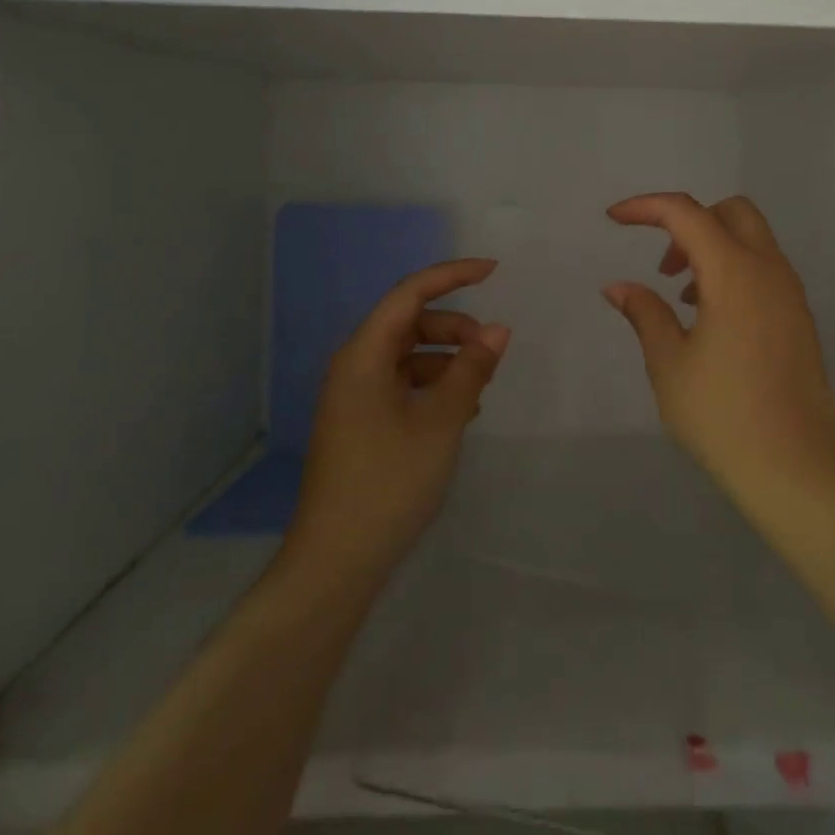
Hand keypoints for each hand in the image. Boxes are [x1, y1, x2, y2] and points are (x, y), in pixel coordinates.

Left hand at [285, 258, 509, 584]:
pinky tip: (459, 413)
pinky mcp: (361, 422)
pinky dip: (433, 385)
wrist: (336, 562)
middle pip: (410, 323)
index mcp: (364, 355)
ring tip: (480, 388)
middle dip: (455, 328)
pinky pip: (402, 384)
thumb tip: (498, 330)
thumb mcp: (441, 422)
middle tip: (492, 352)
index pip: (410, 293)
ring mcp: (355, 396)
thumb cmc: (389, 482)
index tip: (494, 271)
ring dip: (447, 360)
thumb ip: (471, 370)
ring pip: (409, 355)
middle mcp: (355, 366)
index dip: (452, 275)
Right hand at [601, 194, 834, 501]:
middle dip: (689, 222)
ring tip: (682, 298)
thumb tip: (618, 287)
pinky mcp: (798, 317)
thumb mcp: (669, 363)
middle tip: (664, 266)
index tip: (613, 218)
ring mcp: (790, 293)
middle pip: (731, 211)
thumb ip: (645, 313)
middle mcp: (769, 270)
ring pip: (751, 239)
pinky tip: (710, 318)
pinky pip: (764, 268)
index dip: (646, 207)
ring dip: (712, 248)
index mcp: (734, 272)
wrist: (796, 465)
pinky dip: (733, 270)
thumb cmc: (723, 413)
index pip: (686, 213)